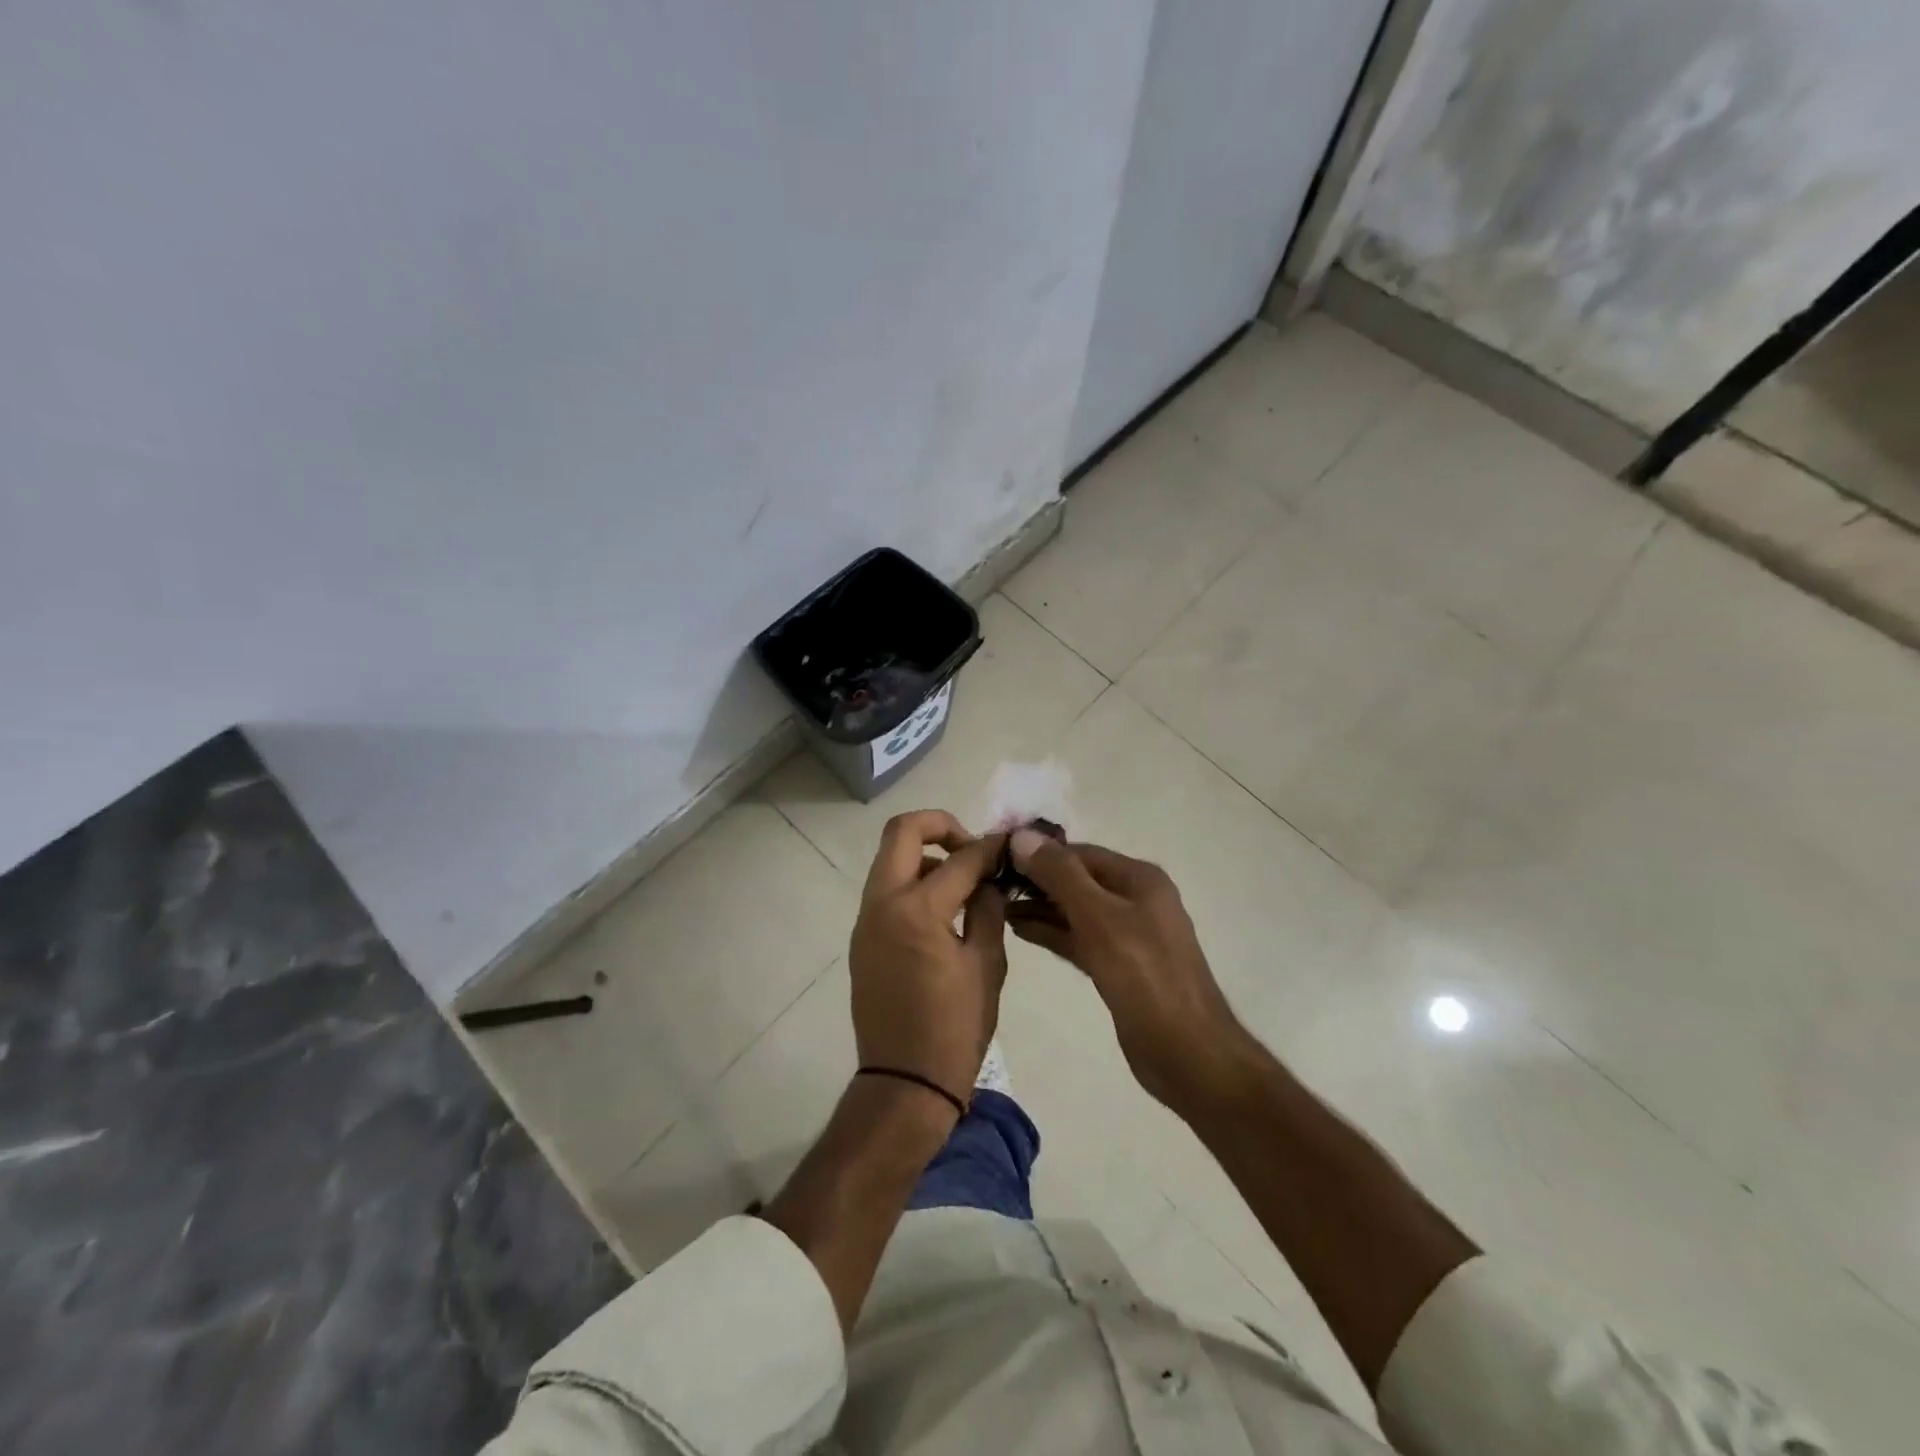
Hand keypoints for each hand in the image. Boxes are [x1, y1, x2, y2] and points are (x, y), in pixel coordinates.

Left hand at [849, 811, 1008, 1110]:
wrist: (904, 1083)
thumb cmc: (955, 1029)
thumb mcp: (987, 965)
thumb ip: (988, 909)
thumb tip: (990, 878)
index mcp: (918, 910)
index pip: (960, 858)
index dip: (990, 847)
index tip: (1010, 846)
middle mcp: (883, 904)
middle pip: (902, 831)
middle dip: (941, 826)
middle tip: (972, 849)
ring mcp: (866, 920)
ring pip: (891, 861)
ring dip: (926, 858)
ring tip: (963, 885)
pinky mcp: (862, 939)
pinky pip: (887, 892)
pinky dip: (914, 885)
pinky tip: (944, 912)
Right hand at [1006, 829, 1248, 1111]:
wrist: (1187, 1052)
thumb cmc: (1144, 976)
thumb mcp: (1099, 918)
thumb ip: (1060, 876)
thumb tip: (1022, 835)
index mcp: (1139, 879)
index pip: (1079, 852)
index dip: (1039, 852)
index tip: (996, 855)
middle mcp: (1135, 899)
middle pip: (1077, 879)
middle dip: (1037, 880)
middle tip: (990, 882)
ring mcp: (1128, 934)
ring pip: (1076, 910)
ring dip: (1040, 906)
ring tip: (996, 904)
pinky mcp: (1118, 965)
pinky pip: (1079, 938)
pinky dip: (1052, 932)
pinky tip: (1019, 929)